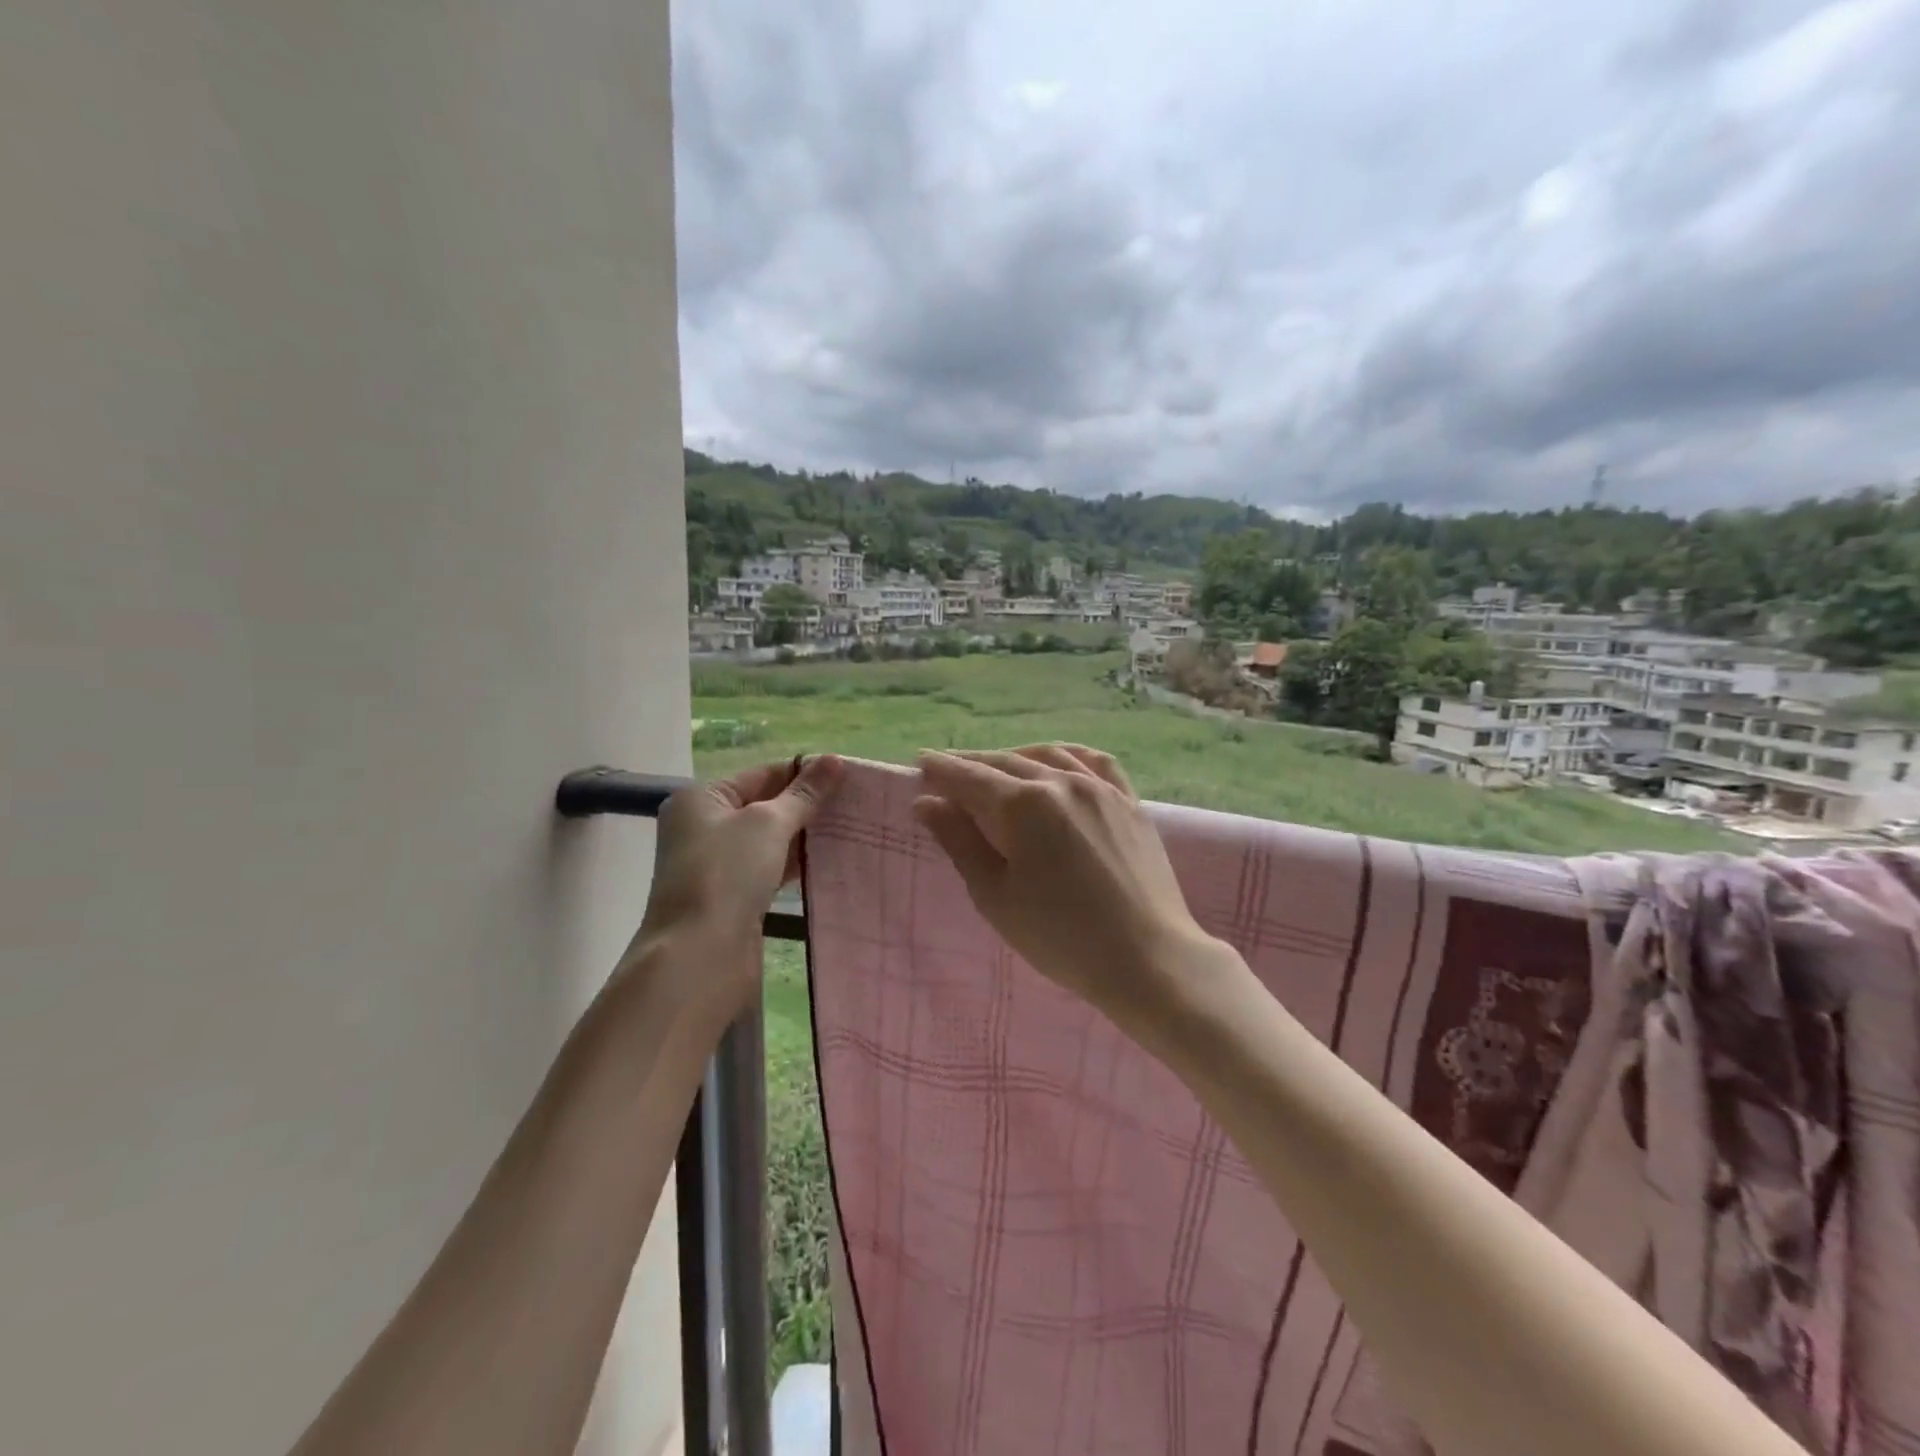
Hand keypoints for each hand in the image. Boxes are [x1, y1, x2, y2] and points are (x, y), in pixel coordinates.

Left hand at [631, 755, 844, 1021]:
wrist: (700, 954)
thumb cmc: (727, 873)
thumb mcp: (769, 823)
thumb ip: (804, 793)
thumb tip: (835, 759)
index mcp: (702, 798)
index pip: (762, 774)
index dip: (803, 773)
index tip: (847, 776)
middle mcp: (703, 826)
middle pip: (764, 805)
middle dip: (806, 805)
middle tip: (854, 803)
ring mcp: (716, 864)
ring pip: (768, 839)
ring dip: (803, 835)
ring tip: (849, 827)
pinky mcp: (731, 895)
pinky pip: (769, 868)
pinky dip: (794, 862)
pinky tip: (828, 859)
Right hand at [913, 745, 1222, 1028]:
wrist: (1147, 958)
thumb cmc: (1061, 936)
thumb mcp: (996, 895)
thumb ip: (960, 841)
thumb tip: (927, 802)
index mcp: (1024, 804)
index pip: (971, 778)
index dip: (942, 770)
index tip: (919, 764)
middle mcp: (1062, 781)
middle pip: (1006, 762)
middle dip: (972, 764)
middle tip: (946, 770)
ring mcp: (1102, 788)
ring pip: (1049, 756)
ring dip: (1014, 757)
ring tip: (995, 767)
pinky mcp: (1130, 802)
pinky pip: (1095, 762)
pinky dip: (1067, 755)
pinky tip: (1059, 762)